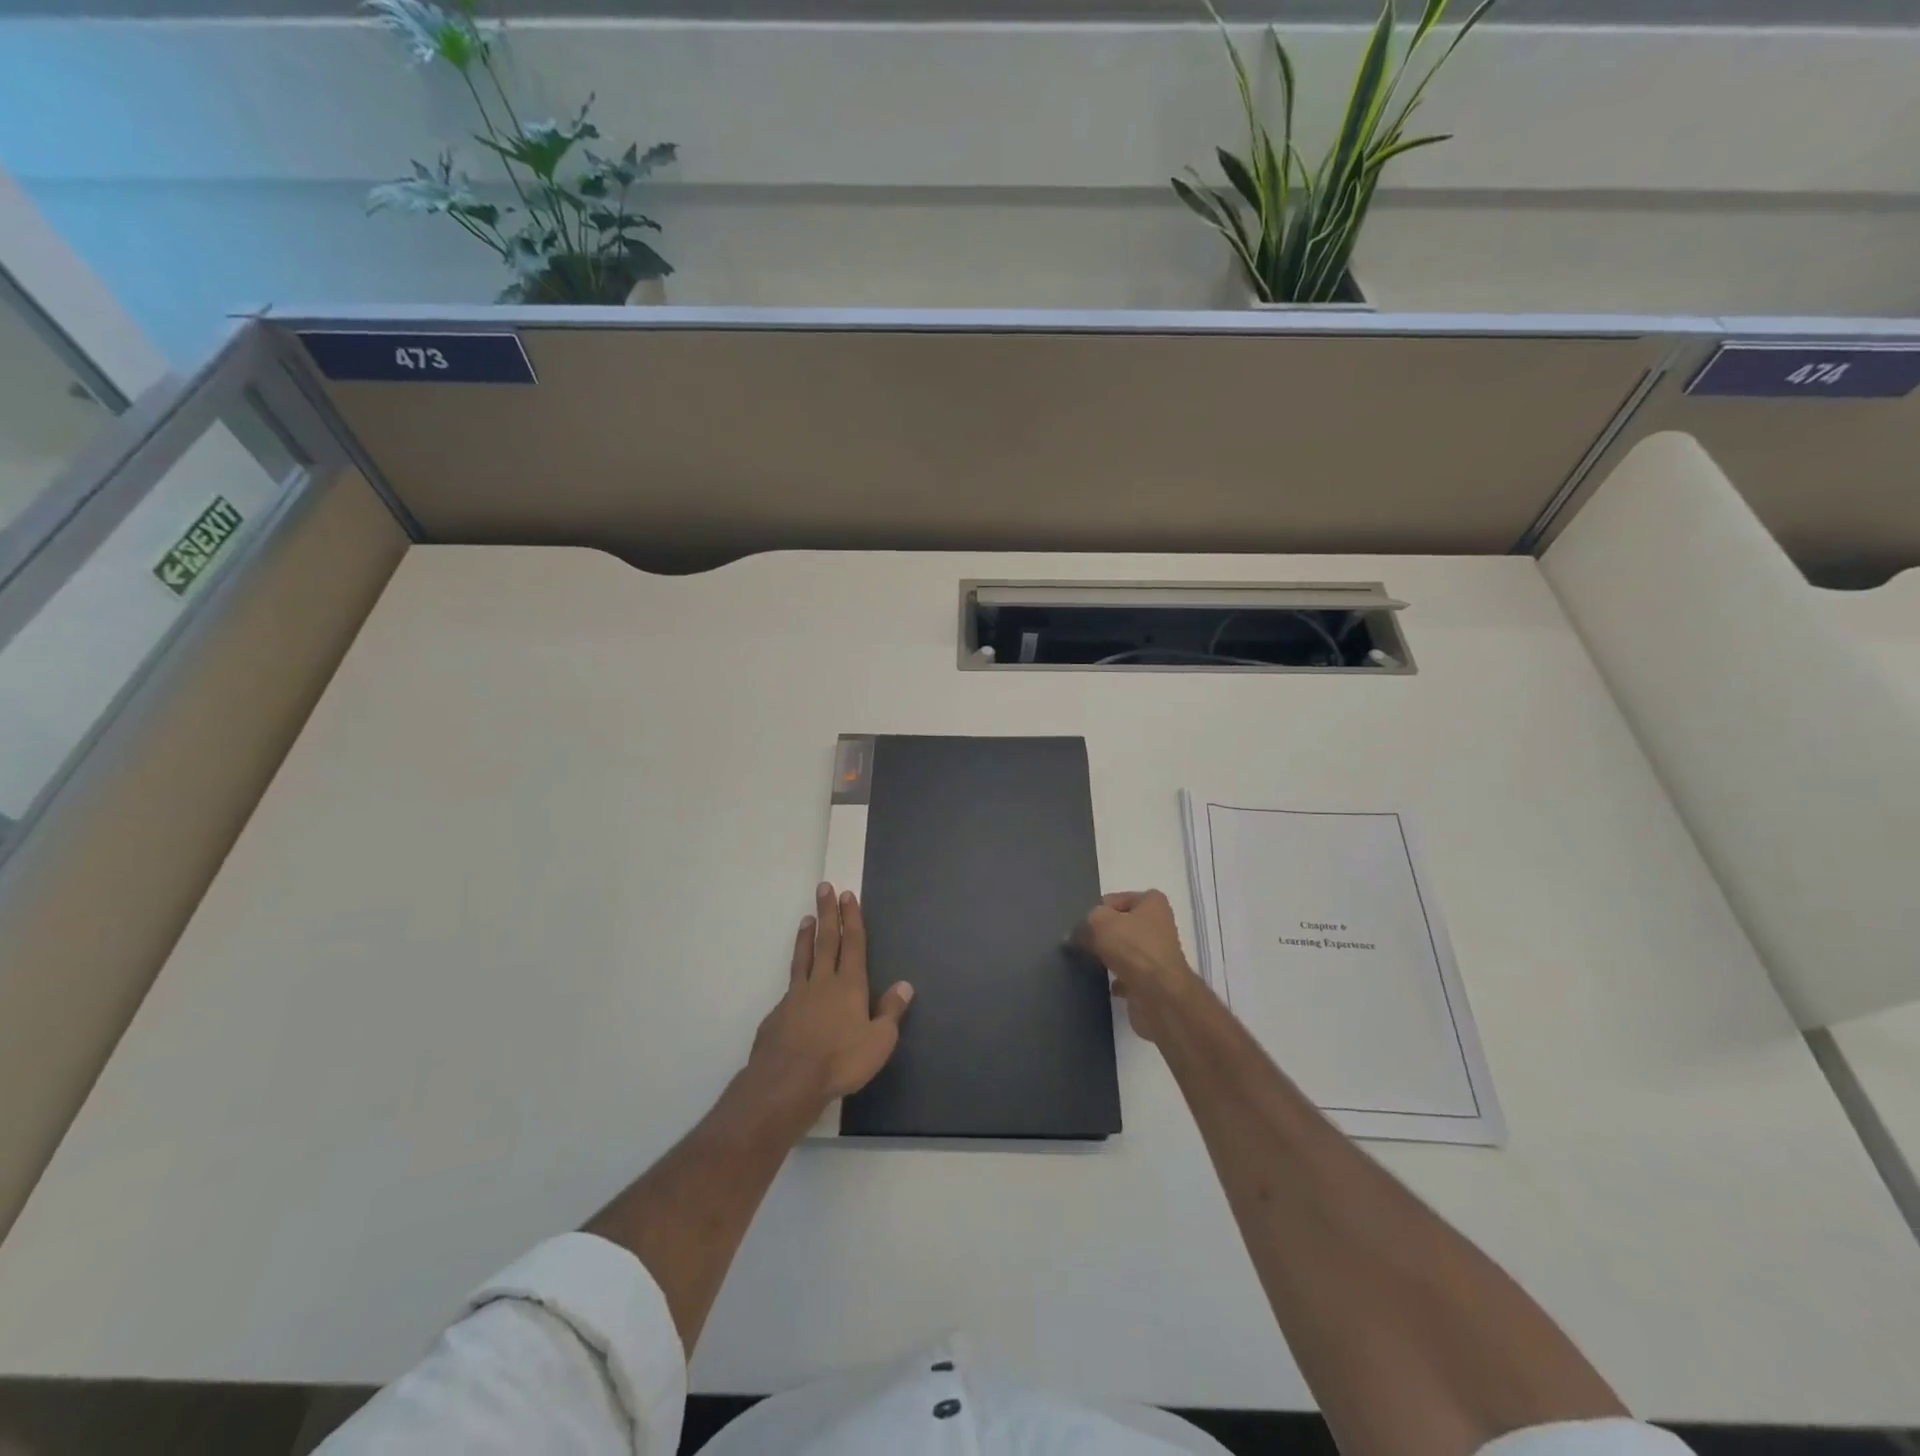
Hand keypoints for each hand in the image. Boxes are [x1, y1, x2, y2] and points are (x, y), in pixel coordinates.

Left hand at [749, 883, 913, 1116]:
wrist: (787, 1081)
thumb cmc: (840, 1061)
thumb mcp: (879, 1042)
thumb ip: (891, 1012)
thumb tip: (905, 985)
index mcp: (849, 985)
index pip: (852, 943)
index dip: (851, 918)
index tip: (846, 895)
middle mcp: (822, 982)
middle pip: (825, 940)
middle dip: (827, 913)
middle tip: (824, 888)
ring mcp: (796, 996)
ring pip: (803, 958)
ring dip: (806, 936)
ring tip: (806, 918)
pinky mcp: (778, 1014)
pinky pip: (790, 986)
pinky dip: (795, 975)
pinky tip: (795, 983)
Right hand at [1073, 889, 1200, 1042]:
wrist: (1159, 995)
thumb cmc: (1132, 947)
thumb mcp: (1099, 922)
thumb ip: (1084, 923)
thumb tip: (1074, 935)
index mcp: (1152, 903)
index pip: (1117, 899)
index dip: (1098, 910)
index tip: (1085, 925)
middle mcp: (1159, 926)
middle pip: (1122, 925)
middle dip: (1103, 935)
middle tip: (1083, 943)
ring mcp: (1158, 955)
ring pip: (1126, 951)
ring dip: (1110, 957)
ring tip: (1091, 964)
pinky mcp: (1154, 981)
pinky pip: (1129, 976)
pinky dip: (1118, 980)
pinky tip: (1106, 985)